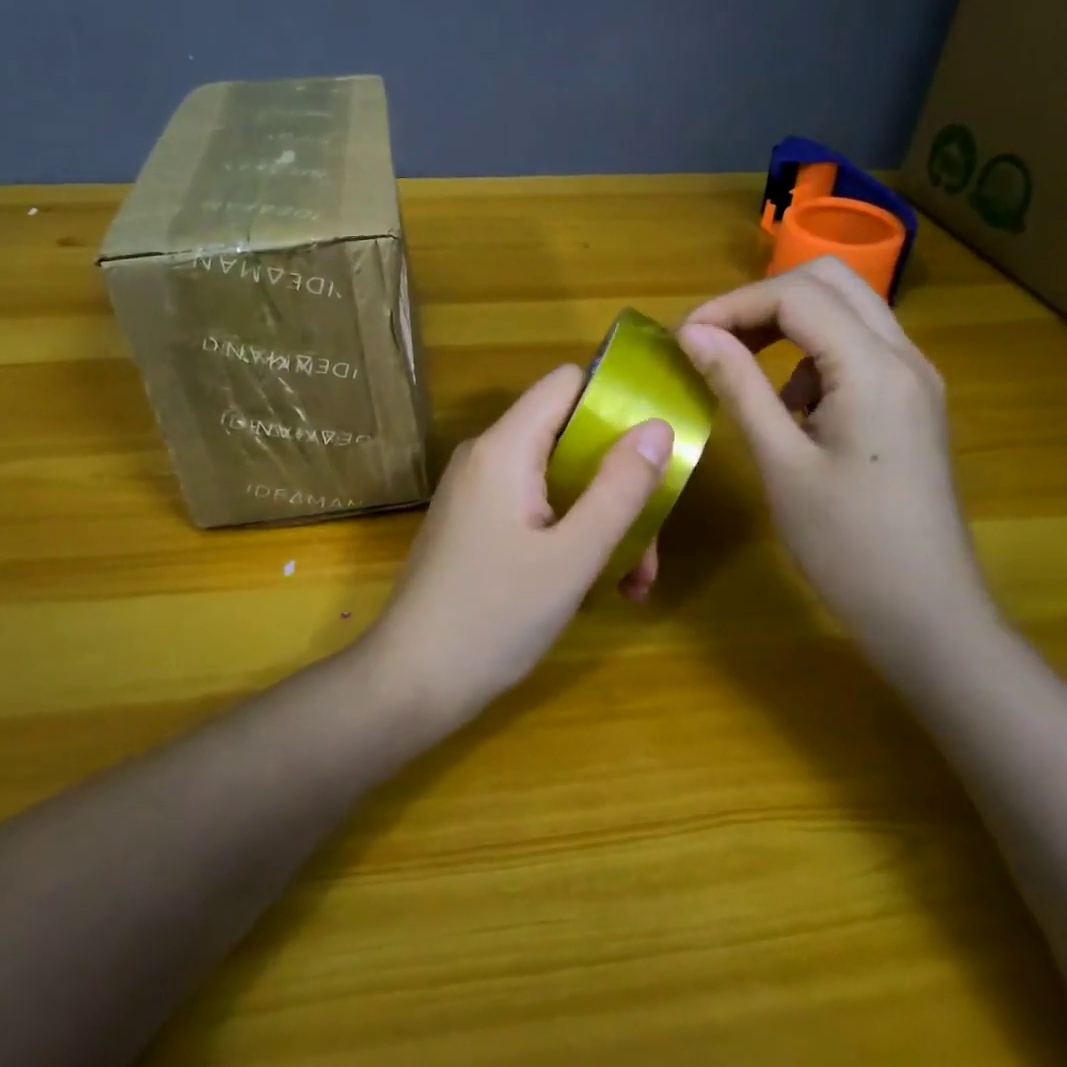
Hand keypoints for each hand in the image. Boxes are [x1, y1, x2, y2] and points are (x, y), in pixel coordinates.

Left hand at [363, 365, 673, 727]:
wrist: (409, 683)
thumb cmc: (494, 617)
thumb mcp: (572, 557)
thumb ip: (619, 488)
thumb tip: (657, 426)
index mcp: (505, 448)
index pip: (567, 383)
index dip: (616, 400)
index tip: (656, 445)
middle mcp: (487, 456)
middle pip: (569, 437)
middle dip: (618, 483)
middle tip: (649, 545)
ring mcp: (477, 492)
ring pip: (558, 479)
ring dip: (601, 519)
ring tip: (632, 581)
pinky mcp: (475, 524)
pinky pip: (535, 507)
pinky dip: (570, 534)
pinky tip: (596, 586)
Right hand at [676, 258, 994, 663]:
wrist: (928, 614)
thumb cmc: (847, 545)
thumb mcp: (781, 462)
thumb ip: (738, 386)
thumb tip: (694, 332)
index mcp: (874, 368)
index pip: (796, 296)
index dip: (732, 305)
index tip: (686, 338)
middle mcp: (903, 357)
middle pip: (830, 282)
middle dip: (763, 300)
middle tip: (716, 339)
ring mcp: (914, 379)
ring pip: (847, 310)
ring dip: (789, 323)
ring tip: (743, 368)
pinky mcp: (911, 403)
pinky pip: (858, 348)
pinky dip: (812, 353)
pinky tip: (791, 408)